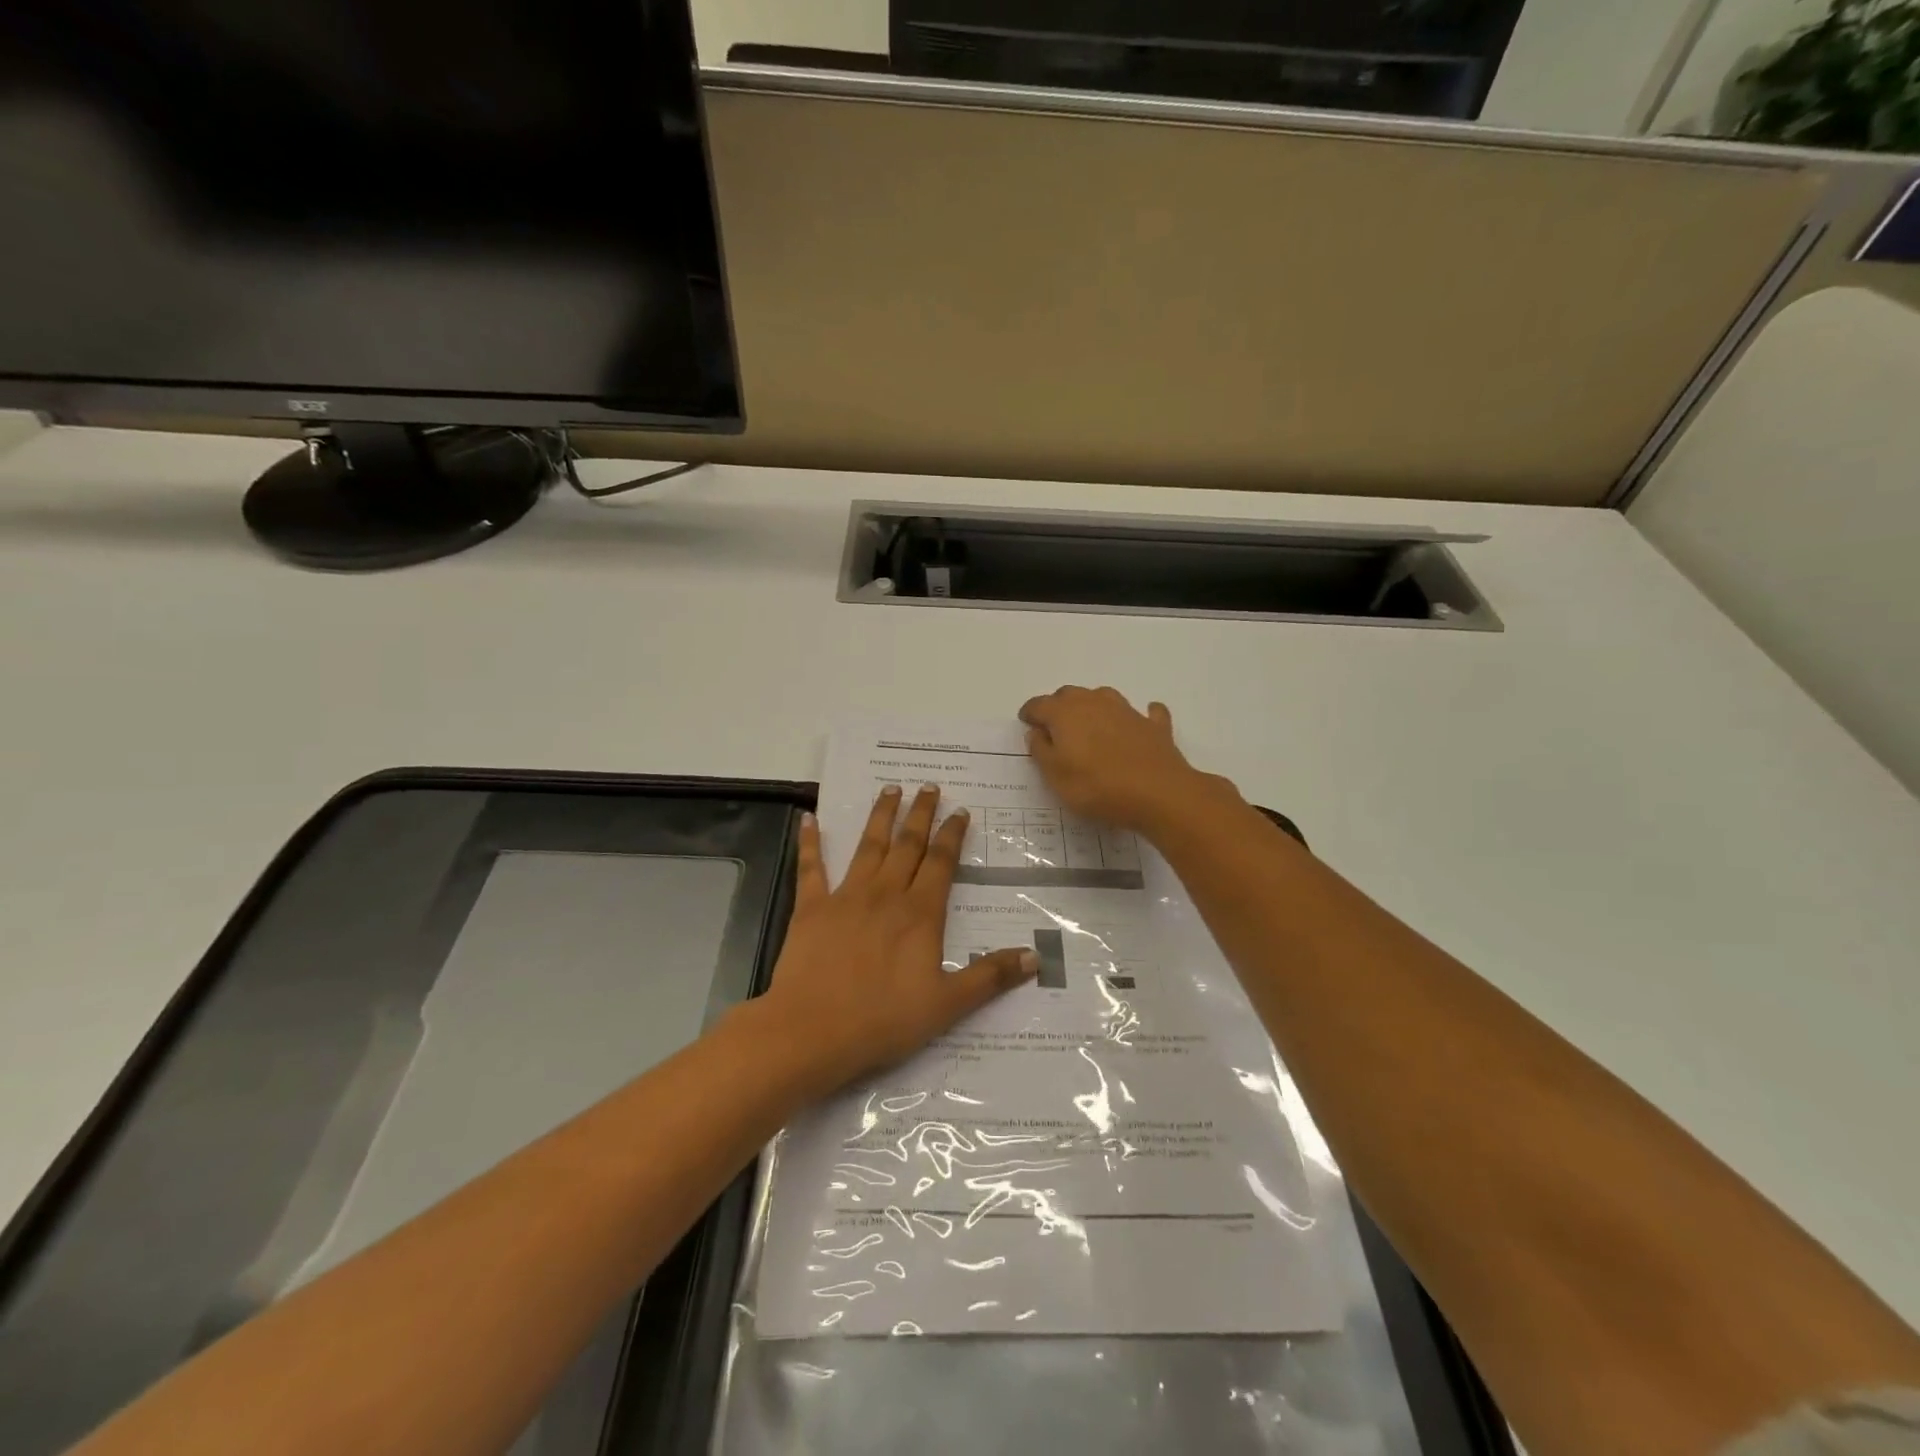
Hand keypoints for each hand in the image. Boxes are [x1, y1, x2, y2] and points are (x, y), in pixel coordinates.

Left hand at [760, 785, 1037, 1090]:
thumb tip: (1036, 956)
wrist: (812, 1030)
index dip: (952, 835)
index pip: (942, 863)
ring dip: (880, 816)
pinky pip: (811, 867)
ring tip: (889, 788)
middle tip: (928, 786)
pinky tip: (808, 818)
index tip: (960, 811)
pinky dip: (810, 841)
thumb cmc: (883, 1019)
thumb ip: (990, 976)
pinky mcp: (811, 908)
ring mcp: (846, 896)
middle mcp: (885, 894)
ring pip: (868, 846)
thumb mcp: (947, 1004)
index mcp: (920, 913)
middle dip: (921, 814)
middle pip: (908, 845)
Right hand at [1019, 686, 1224, 832]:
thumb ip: (1041, 751)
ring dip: (1093, 706)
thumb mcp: (1055, 777)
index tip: (1026, 722)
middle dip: (1058, 706)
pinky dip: (1140, 715)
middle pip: (1070, 695)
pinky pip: (1146, 713)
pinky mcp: (1153, 726)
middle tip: (1054, 727)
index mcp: (1065, 714)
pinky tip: (1139, 723)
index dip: (1030, 713)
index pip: (1039, 705)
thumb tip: (1036, 732)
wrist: (1158, 793)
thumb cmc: (1097, 787)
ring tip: (1090, 724)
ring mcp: (1127, 711)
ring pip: (1103, 697)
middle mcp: (1094, 703)